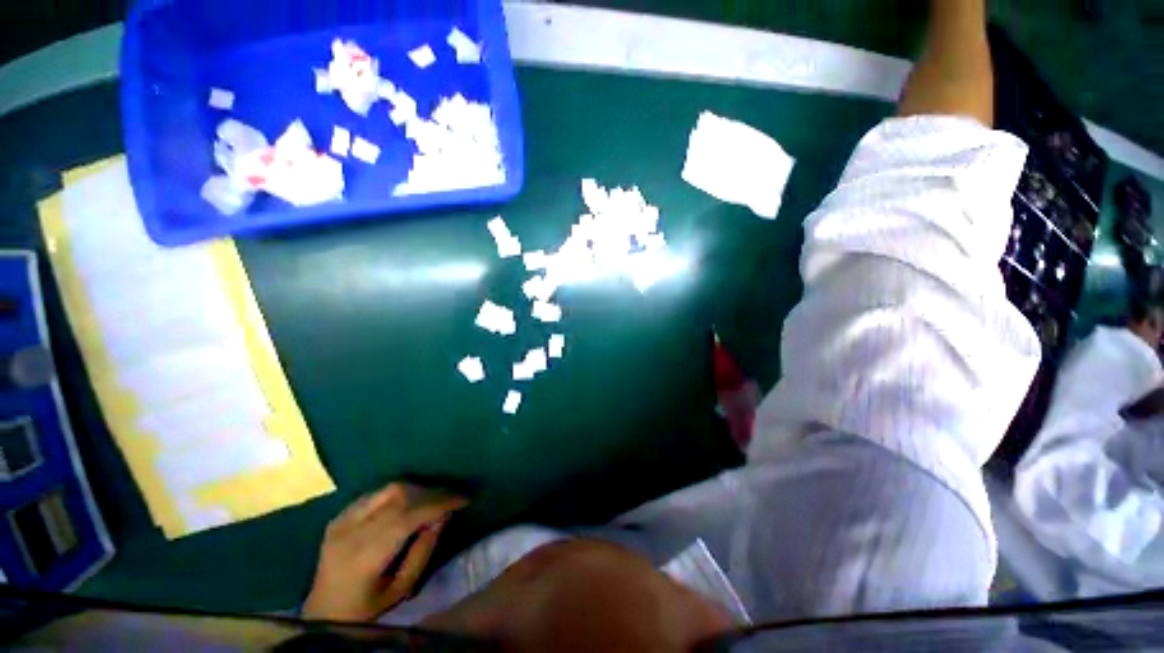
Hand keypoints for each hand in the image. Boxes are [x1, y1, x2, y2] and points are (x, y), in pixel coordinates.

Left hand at [303, 482, 467, 620]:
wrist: (322, 614)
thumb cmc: (365, 610)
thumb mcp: (400, 590)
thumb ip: (423, 552)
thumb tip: (444, 517)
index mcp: (365, 556)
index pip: (409, 516)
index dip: (439, 503)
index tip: (463, 499)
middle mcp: (351, 532)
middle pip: (399, 496)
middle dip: (431, 492)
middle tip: (451, 498)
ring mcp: (341, 521)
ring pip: (388, 489)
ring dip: (416, 489)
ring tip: (432, 498)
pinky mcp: (338, 516)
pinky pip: (375, 493)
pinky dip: (397, 493)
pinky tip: (407, 502)